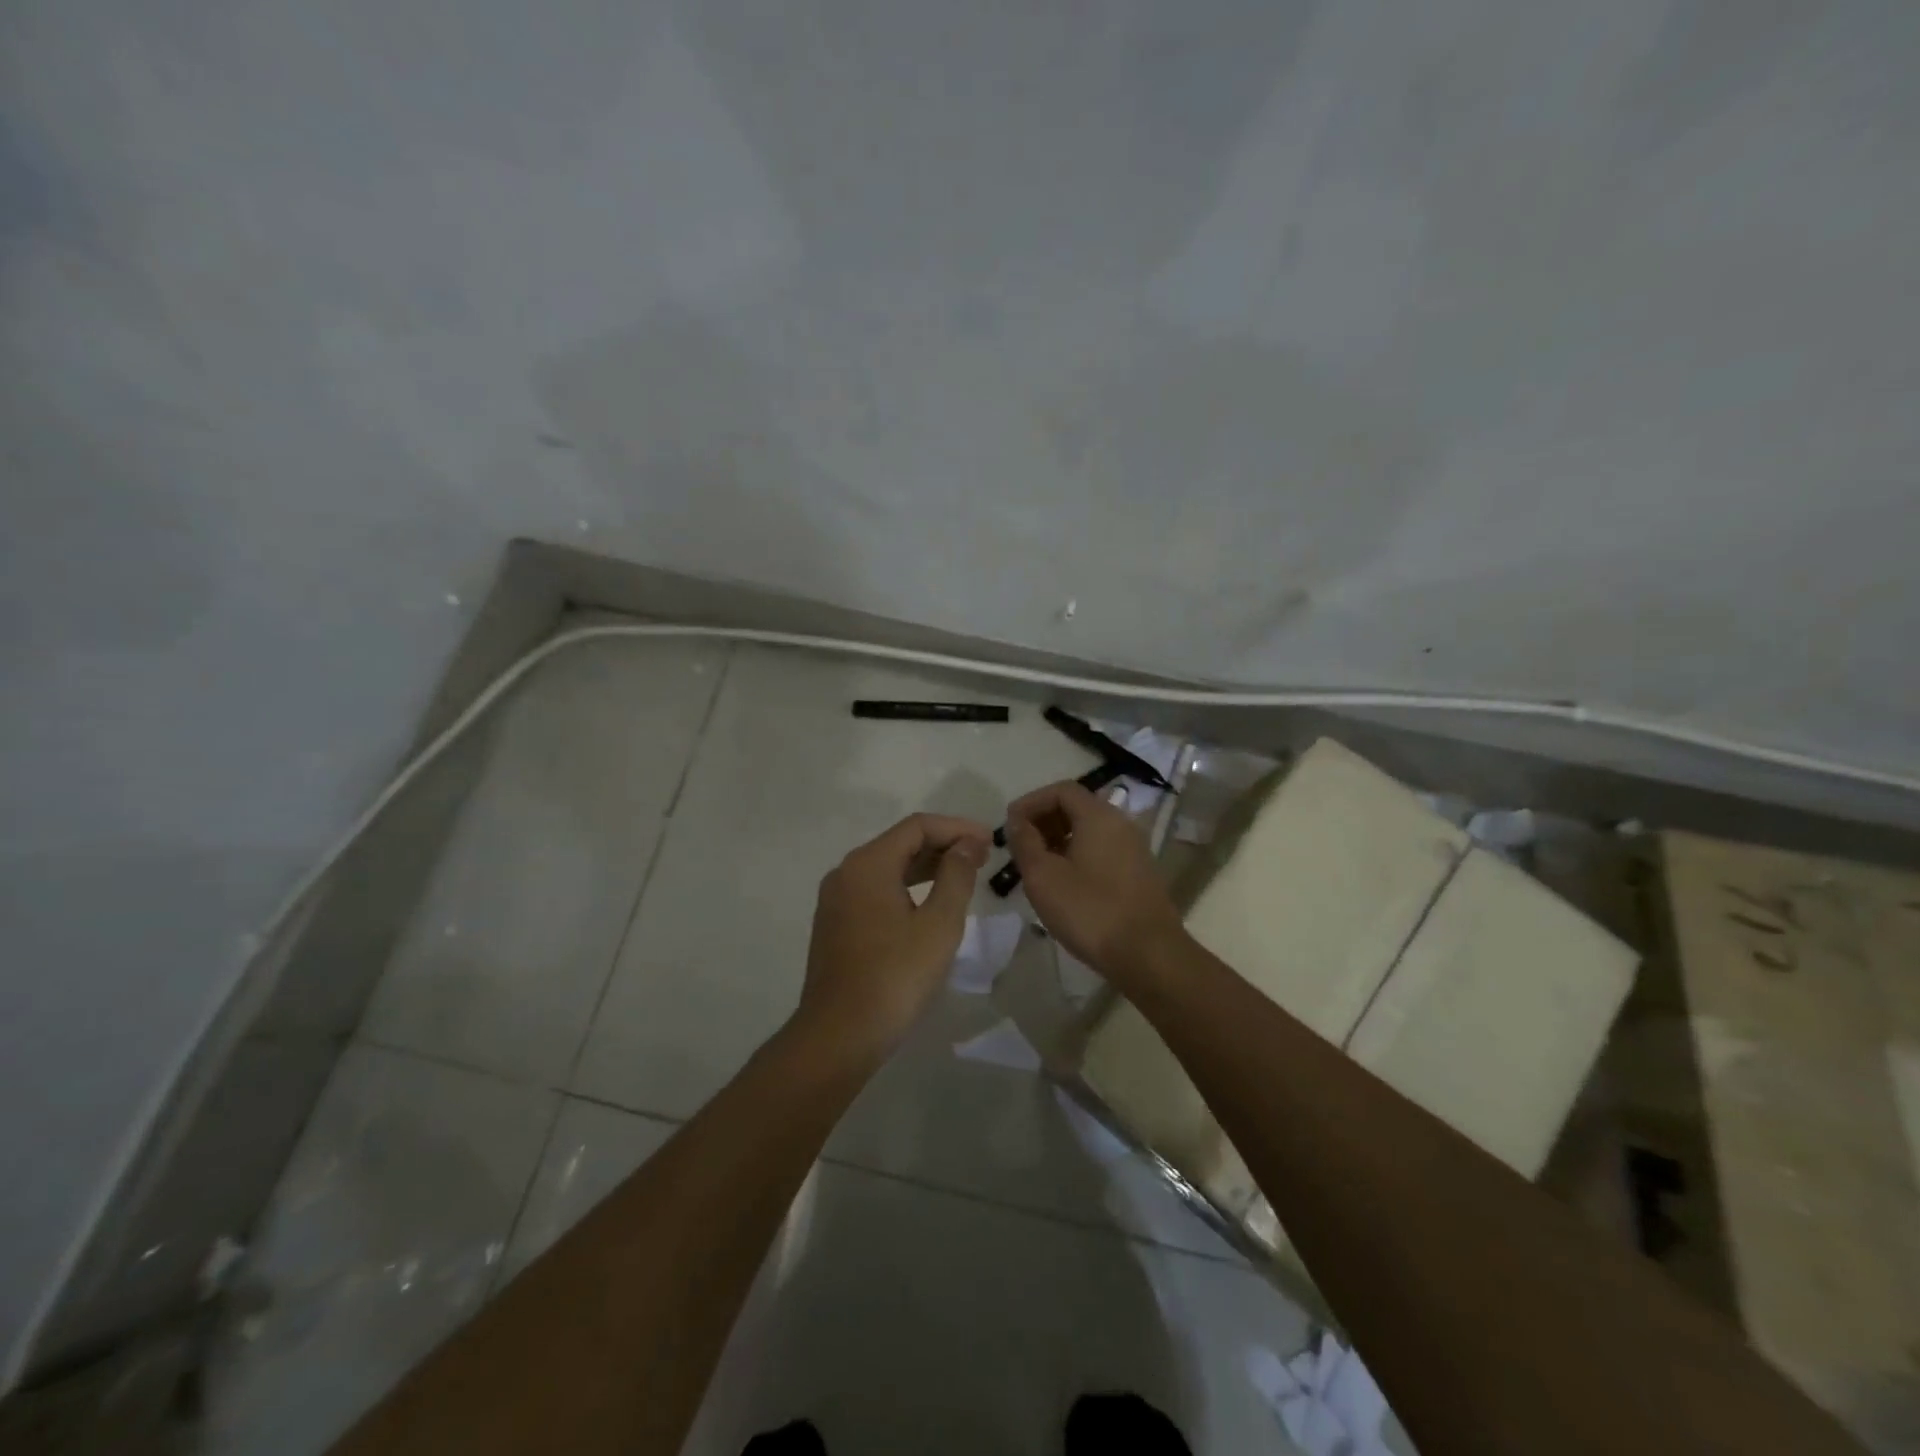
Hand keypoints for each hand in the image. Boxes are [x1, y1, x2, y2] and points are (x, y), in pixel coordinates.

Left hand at [794, 812, 990, 1065]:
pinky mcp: (835, 923)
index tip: (988, 841)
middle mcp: (846, 872)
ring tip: (963, 877)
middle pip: (900, 843)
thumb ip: (956, 876)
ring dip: (926, 867)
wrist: (839, 1035)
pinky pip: (876, 890)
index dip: (956, 828)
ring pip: (888, 867)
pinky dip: (906, 887)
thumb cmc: (895, 976)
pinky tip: (930, 903)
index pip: (917, 826)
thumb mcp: (938, 924)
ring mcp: (836, 899)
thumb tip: (966, 844)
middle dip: (943, 845)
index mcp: (868, 864)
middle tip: (982, 859)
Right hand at [1004, 780, 1184, 979]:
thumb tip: (1016, 821)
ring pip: (1089, 830)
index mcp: (1098, 816)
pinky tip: (1062, 883)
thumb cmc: (1090, 911)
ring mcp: (1133, 849)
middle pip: (1077, 807)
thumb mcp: (1043, 877)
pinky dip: (1077, 855)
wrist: (1148, 955)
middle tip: (1019, 845)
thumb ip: (1025, 843)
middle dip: (1044, 820)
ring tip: (1036, 866)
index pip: (1061, 790)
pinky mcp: (1138, 873)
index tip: (1009, 824)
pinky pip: (1102, 850)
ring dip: (1059, 839)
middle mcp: (1120, 824)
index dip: (1031, 802)